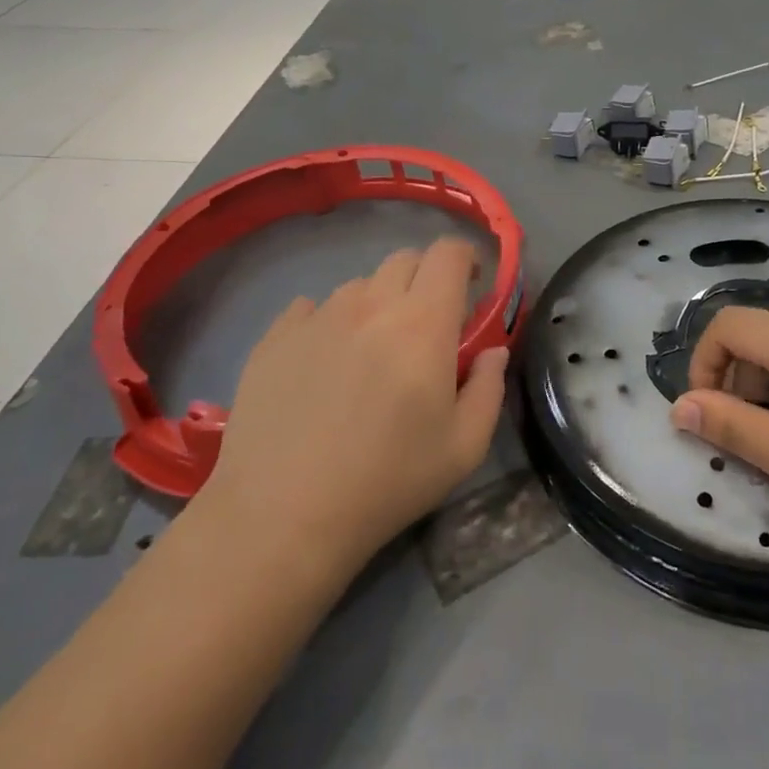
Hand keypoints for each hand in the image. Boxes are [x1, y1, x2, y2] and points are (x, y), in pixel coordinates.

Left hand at [203, 237, 509, 564]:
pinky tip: (325, 363)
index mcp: (422, 323)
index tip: (471, 285)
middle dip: (426, 279)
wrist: (281, 515)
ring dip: (378, 304)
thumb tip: (493, 352)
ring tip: (372, 351)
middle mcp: (370, 305)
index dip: (465, 258)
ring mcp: (317, 317)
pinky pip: (311, 308)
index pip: (448, 254)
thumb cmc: (387, 481)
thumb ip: (489, 389)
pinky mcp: (275, 337)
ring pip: (359, 286)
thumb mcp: (464, 447)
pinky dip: (329, 322)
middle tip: (427, 325)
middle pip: (405, 260)